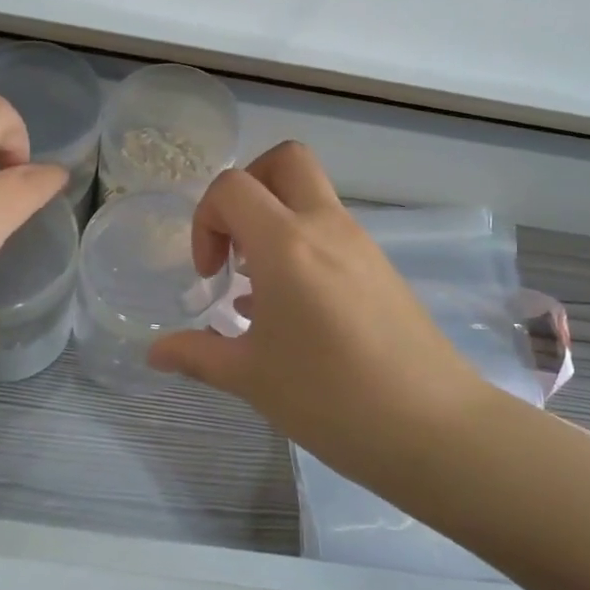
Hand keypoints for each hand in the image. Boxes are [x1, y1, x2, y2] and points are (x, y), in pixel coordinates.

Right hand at [147, 142, 493, 480]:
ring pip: (312, 195)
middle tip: (235, 243)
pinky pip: (333, 230)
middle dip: (248, 187)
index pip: (232, 186)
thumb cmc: (330, 398)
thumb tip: (154, 352)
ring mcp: (361, 243)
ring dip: (276, 220)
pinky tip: (295, 309)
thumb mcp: (251, 378)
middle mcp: (326, 226)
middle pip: (285, 161)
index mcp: (286, 243)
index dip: (206, 219)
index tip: (209, 274)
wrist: (434, 428)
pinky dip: (304, 245)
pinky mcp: (382, 266)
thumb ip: (198, 354)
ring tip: (260, 289)